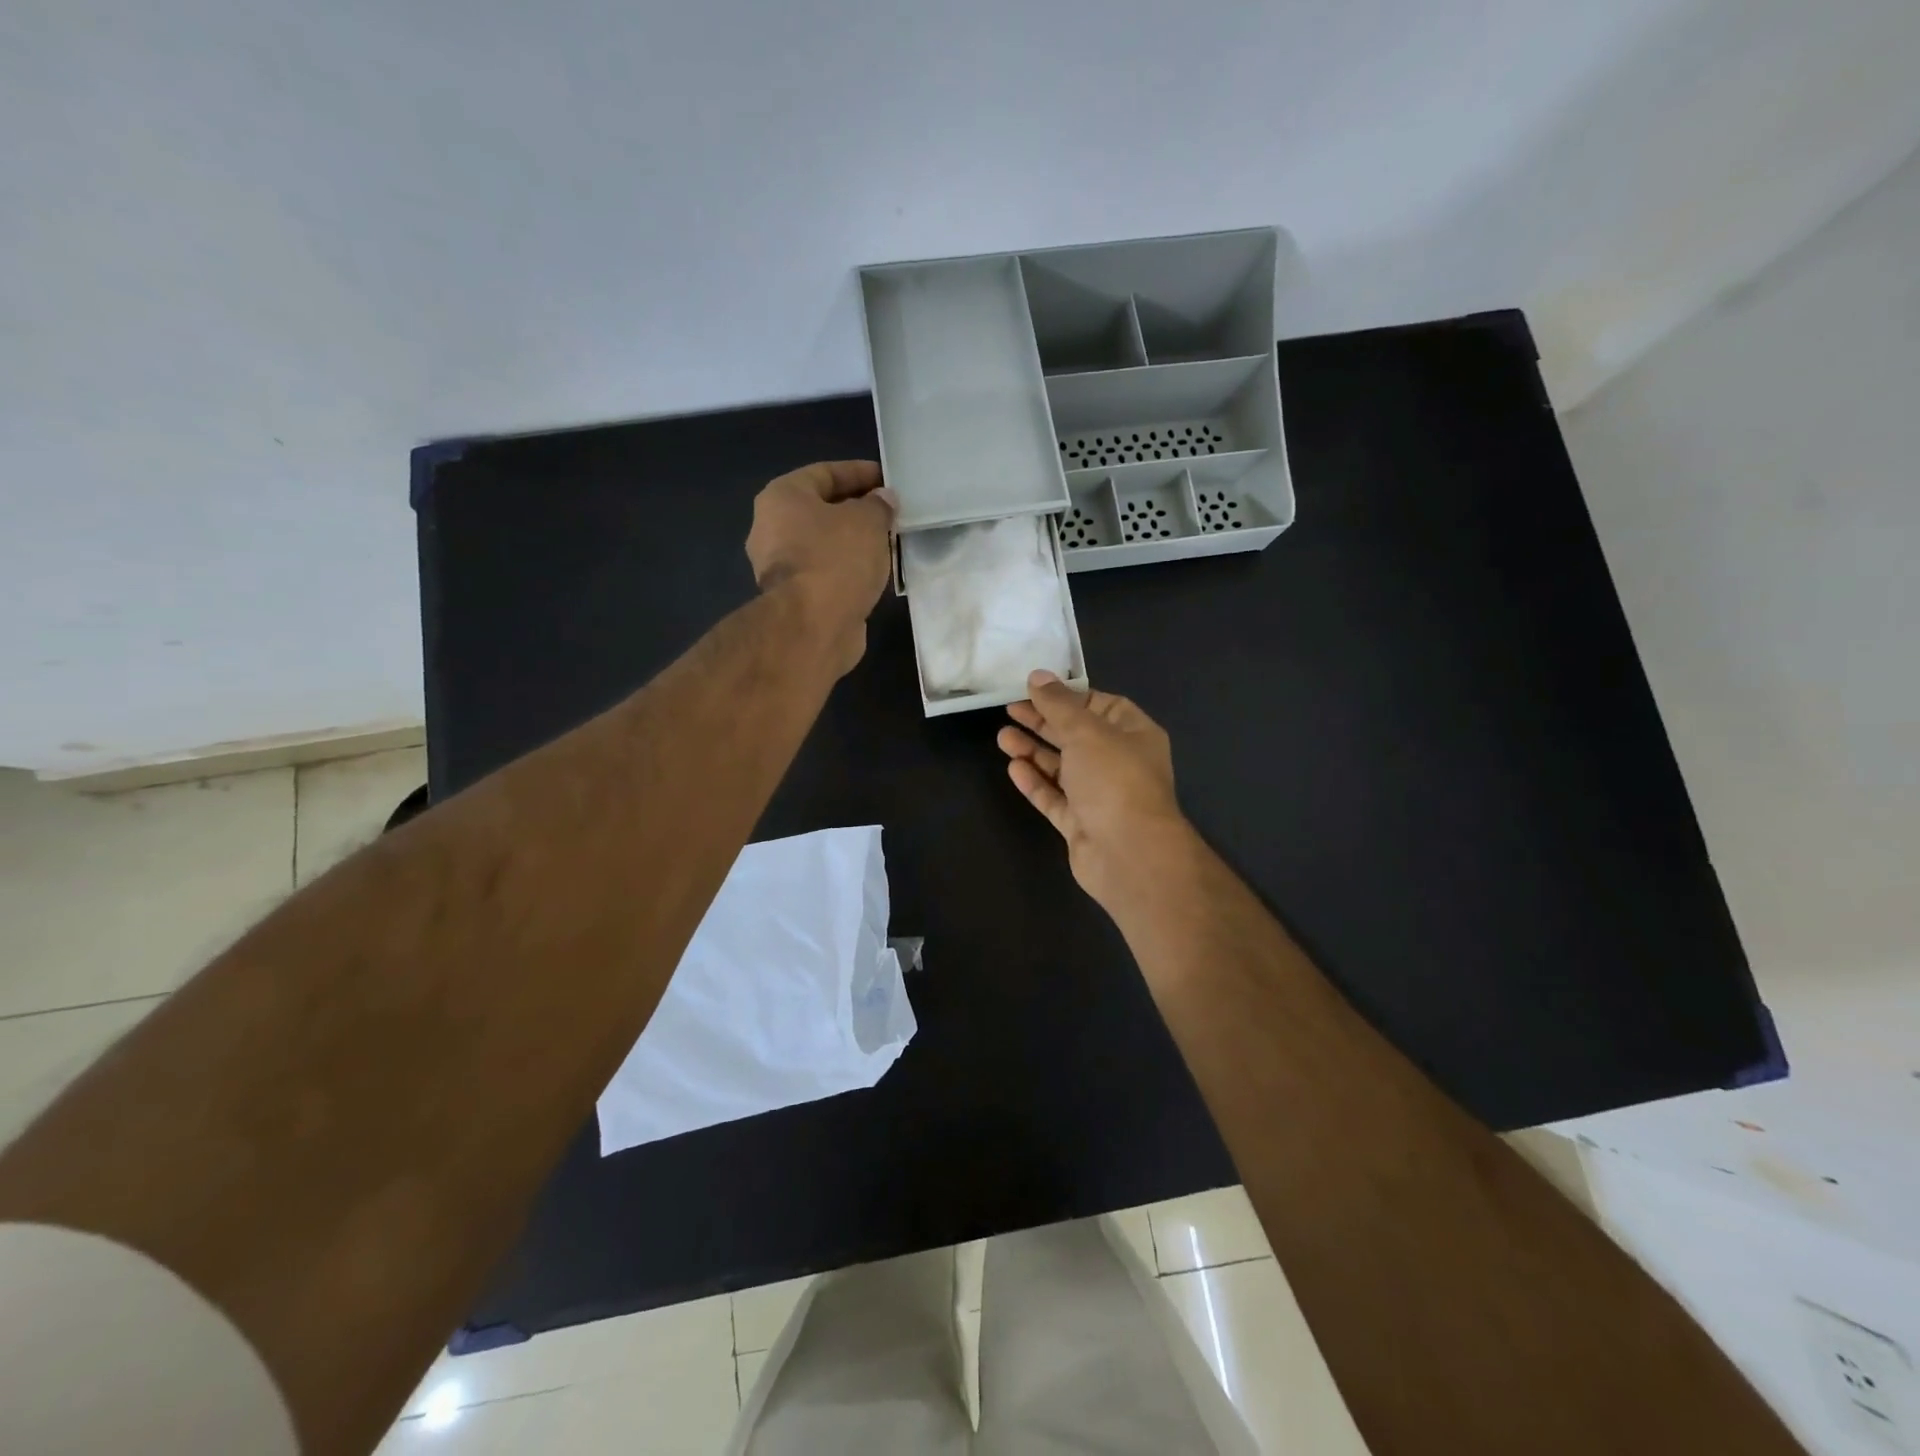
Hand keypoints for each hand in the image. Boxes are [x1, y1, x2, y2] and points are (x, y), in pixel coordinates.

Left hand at [746, 460, 895, 674]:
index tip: (887, 479)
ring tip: (886, 543)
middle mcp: (771, 529)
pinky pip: (825, 573)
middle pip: (820, 510)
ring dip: (852, 543)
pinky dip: (847, 570)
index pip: (824, 473)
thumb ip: (878, 505)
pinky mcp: (793, 600)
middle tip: (889, 513)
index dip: (858, 472)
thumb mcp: (867, 521)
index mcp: (782, 498)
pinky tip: (872, 573)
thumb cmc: (837, 559)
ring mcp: (778, 568)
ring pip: (823, 545)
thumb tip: (883, 500)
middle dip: (855, 510)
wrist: (814, 625)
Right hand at [997, 670, 1193, 910]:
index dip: (1069, 696)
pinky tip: (1013, 767)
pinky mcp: (1081, 823)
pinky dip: (1035, 782)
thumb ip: (1058, 704)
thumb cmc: (1114, 779)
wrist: (1129, 853)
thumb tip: (1037, 675)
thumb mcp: (1086, 730)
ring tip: (1002, 737)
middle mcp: (1119, 762)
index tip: (1036, 690)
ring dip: (1034, 751)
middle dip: (1044, 722)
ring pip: (1062, 767)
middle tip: (1010, 709)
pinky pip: (1054, 797)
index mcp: (1134, 734)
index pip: (1100, 705)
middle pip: (1076, 735)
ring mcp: (1099, 796)